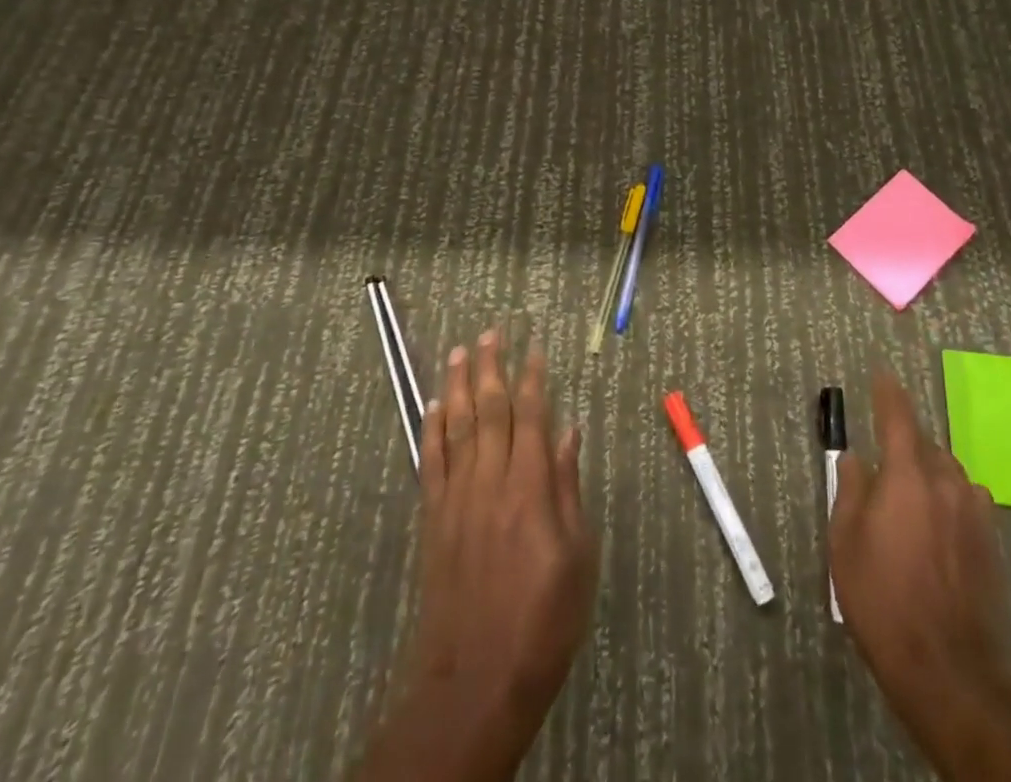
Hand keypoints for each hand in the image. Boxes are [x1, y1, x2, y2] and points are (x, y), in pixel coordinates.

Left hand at [354, 330, 596, 781]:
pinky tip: (432, 405)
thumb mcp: (578, 556)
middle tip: (493, 331)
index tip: (534, 347)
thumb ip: (569, 488)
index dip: (532, 377)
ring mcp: (457, 497)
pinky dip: (431, 429)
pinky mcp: (434, 519)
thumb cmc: (543, 619)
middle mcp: (491, 480)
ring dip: (458, 385)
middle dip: (492, 366)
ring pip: (456, 425)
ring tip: (461, 351)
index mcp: (531, 486)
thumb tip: (571, 431)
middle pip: (489, 409)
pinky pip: (431, 461)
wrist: (476, 679)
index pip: (532, 415)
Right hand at [830, 369, 1009, 771]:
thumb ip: (851, 491)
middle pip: (924, 445)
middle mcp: (946, 483)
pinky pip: (966, 501)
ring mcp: (975, 513)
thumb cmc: (883, 601)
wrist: (949, 671)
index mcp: (907, 476)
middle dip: (904, 444)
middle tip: (882, 466)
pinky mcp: (992, 543)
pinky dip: (948, 500)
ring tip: (907, 502)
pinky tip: (936, 530)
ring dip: (927, 473)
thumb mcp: (845, 544)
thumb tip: (857, 459)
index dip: (888, 392)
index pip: (898, 416)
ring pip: (947, 473)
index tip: (881, 374)